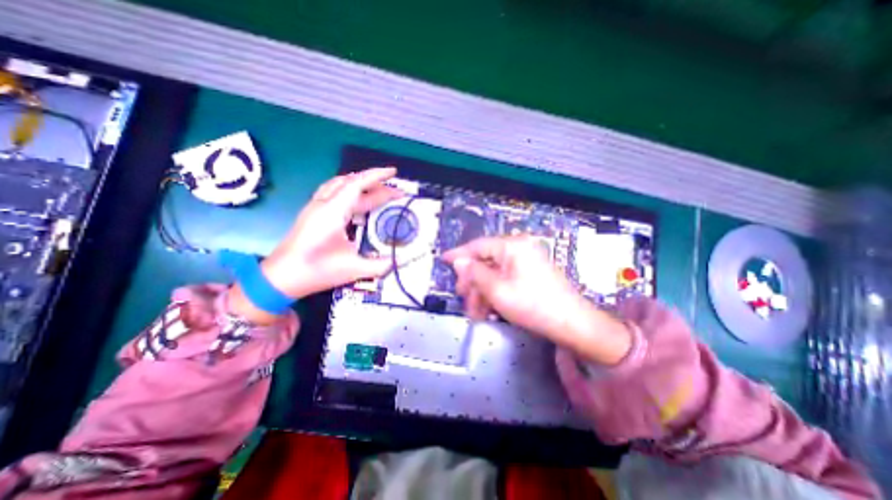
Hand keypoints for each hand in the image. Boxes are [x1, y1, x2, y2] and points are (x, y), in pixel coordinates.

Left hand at [261, 168, 402, 299]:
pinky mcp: (312, 214)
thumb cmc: (316, 271)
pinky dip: (349, 190)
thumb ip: (380, 264)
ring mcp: (315, 207)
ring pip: (340, 185)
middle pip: (351, 183)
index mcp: (332, 212)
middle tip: (395, 191)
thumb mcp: (353, 269)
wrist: (280, 278)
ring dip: (361, 184)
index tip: (393, 172)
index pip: (357, 184)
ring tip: (378, 191)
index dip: (377, 176)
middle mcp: (323, 204)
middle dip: (375, 184)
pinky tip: (357, 201)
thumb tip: (399, 260)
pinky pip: (333, 192)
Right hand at [442, 237, 630, 364]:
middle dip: (472, 282)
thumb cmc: (533, 305)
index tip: (443, 259)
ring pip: (494, 273)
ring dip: (482, 292)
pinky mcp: (531, 274)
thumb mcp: (497, 290)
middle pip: (485, 261)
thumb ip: (474, 273)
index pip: (478, 246)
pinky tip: (489, 309)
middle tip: (464, 300)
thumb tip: (458, 261)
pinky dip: (495, 293)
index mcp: (513, 246)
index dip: (459, 254)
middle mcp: (520, 249)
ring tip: (476, 313)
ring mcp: (527, 261)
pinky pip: (505, 279)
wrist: (573, 325)